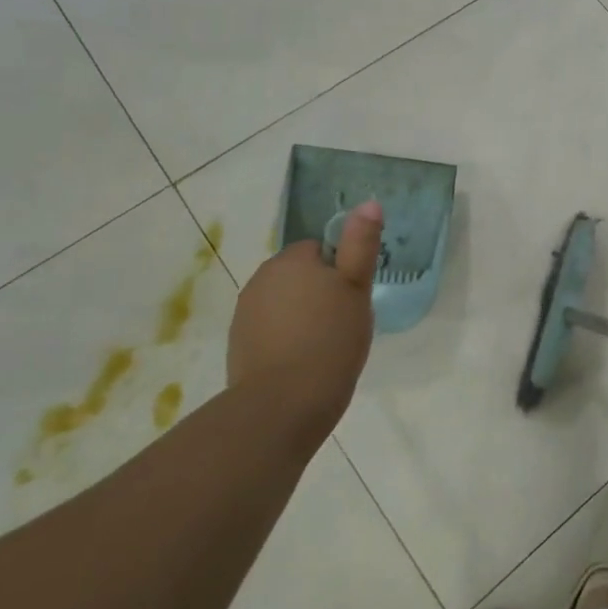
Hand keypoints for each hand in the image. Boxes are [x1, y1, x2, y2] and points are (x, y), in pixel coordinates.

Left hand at [226, 201, 381, 443]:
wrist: (282, 405)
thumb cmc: (330, 340)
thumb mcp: (357, 288)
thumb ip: (361, 244)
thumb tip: (369, 202)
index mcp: (292, 260)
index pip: (321, 249)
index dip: (341, 271)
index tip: (353, 299)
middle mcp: (262, 279)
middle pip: (300, 275)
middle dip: (320, 292)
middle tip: (344, 322)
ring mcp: (245, 313)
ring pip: (285, 303)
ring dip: (303, 315)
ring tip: (326, 345)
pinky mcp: (238, 344)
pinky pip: (271, 329)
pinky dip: (286, 339)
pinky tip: (303, 361)